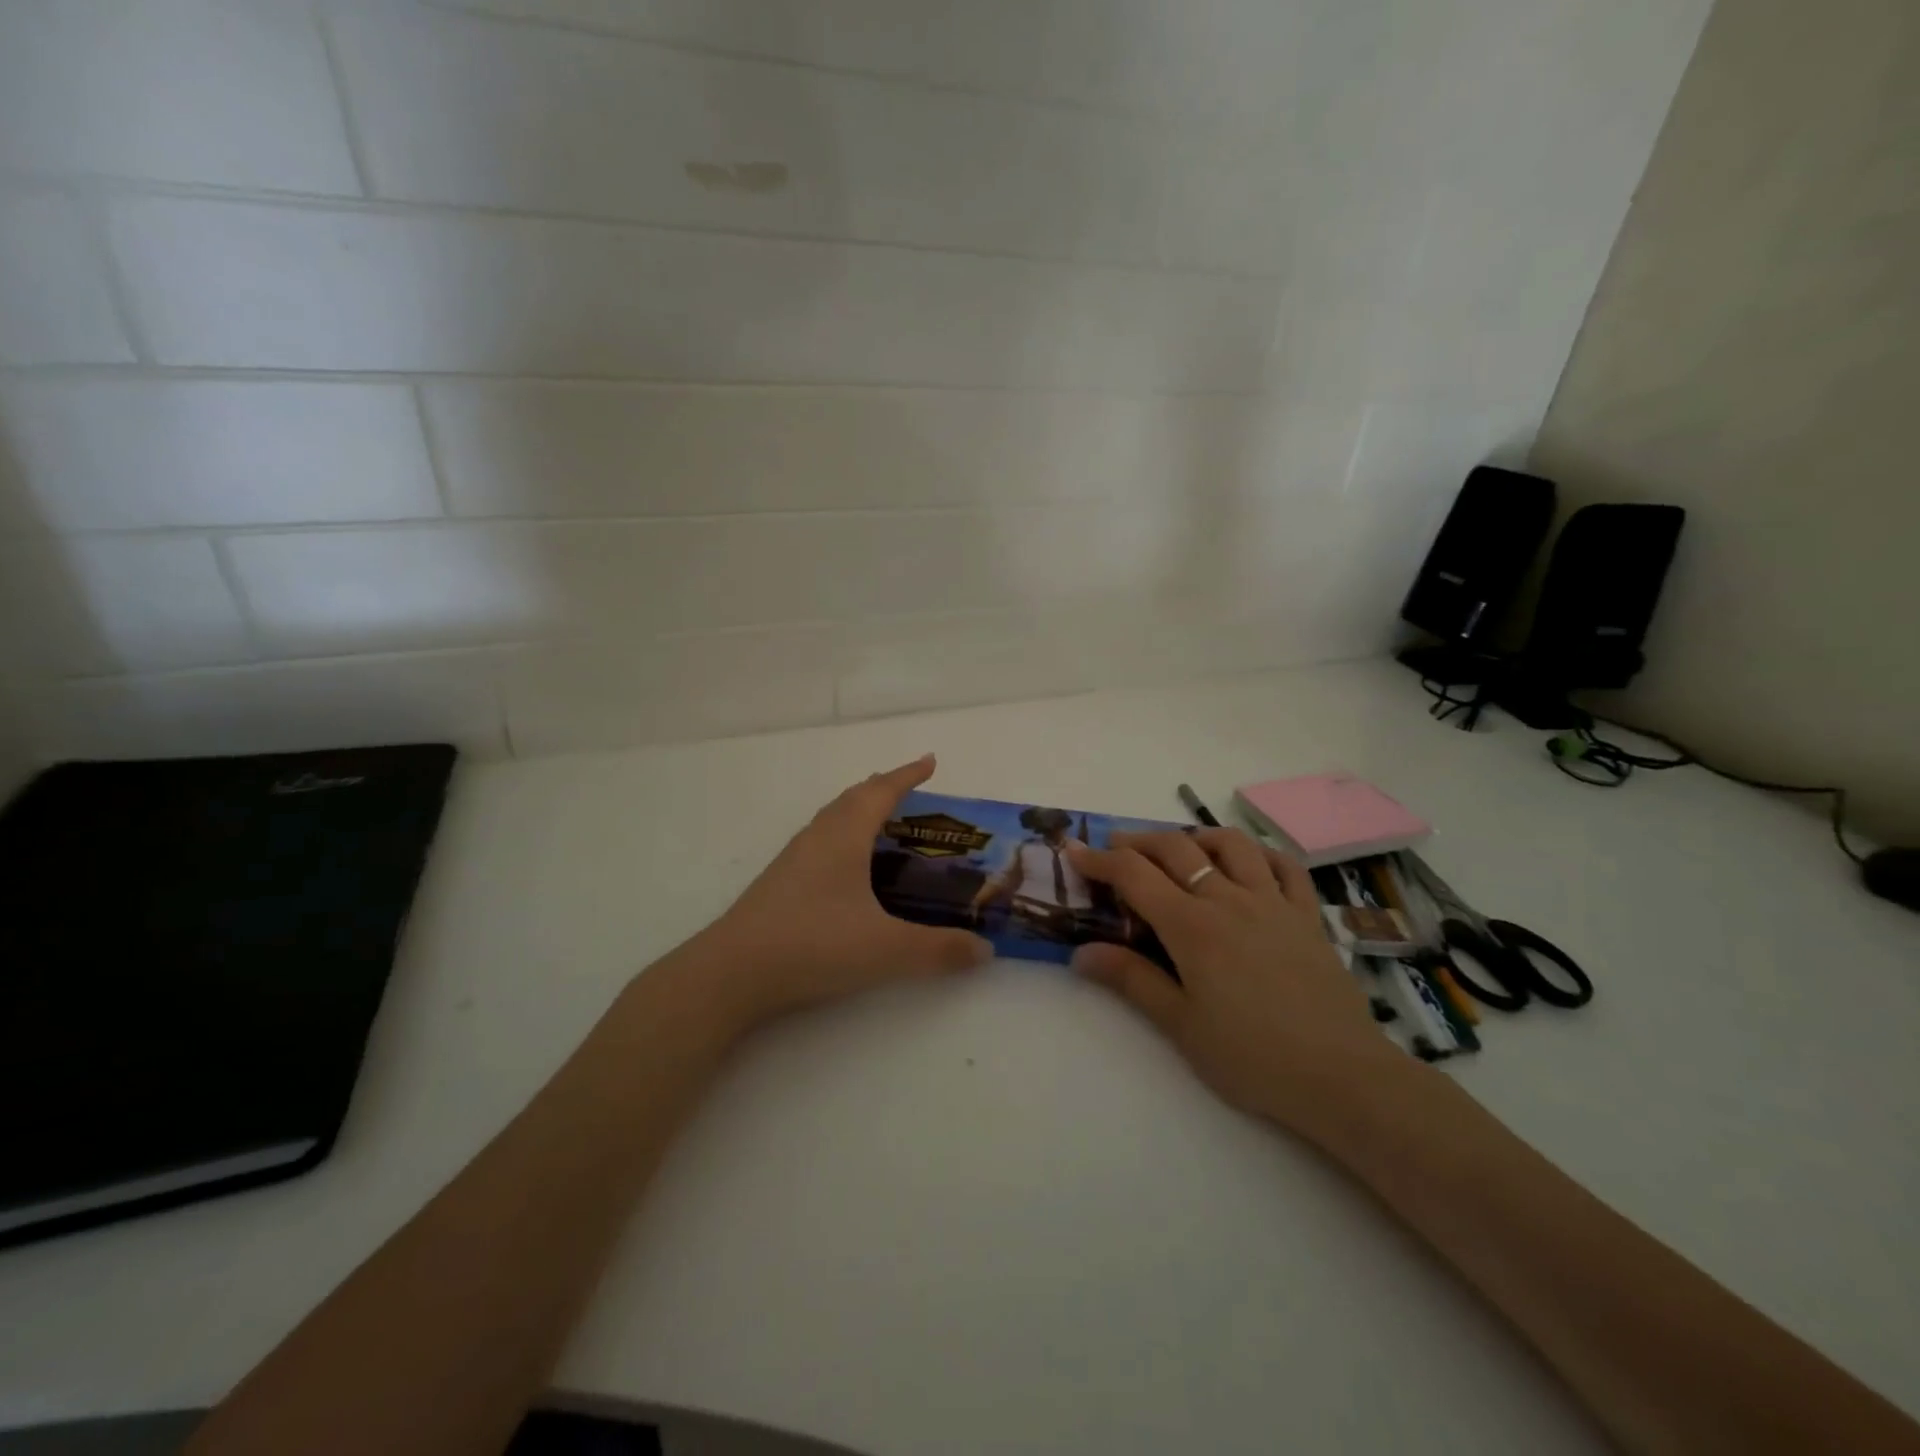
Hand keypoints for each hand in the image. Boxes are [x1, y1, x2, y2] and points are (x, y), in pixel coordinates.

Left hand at [680, 754, 992, 1033]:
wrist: (731, 973)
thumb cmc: (812, 945)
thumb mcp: (885, 950)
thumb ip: (939, 950)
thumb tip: (985, 949)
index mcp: (844, 837)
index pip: (881, 792)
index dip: (908, 775)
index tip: (930, 761)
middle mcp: (817, 838)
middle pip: (853, 798)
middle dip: (883, 788)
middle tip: (910, 791)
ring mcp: (793, 860)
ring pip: (832, 819)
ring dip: (859, 810)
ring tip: (882, 824)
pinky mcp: (780, 883)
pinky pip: (820, 842)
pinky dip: (843, 837)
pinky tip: (847, 869)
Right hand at [1066, 828, 1403, 1131]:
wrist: (1341, 1077)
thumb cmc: (1251, 1056)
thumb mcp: (1180, 1024)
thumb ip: (1130, 980)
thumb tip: (1080, 953)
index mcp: (1192, 926)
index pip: (1134, 875)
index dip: (1099, 860)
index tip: (1074, 853)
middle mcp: (1229, 900)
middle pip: (1176, 849)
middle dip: (1138, 842)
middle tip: (1115, 849)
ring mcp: (1273, 903)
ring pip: (1230, 845)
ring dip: (1195, 837)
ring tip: (1179, 849)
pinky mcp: (1307, 916)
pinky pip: (1284, 867)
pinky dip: (1259, 854)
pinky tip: (1246, 863)